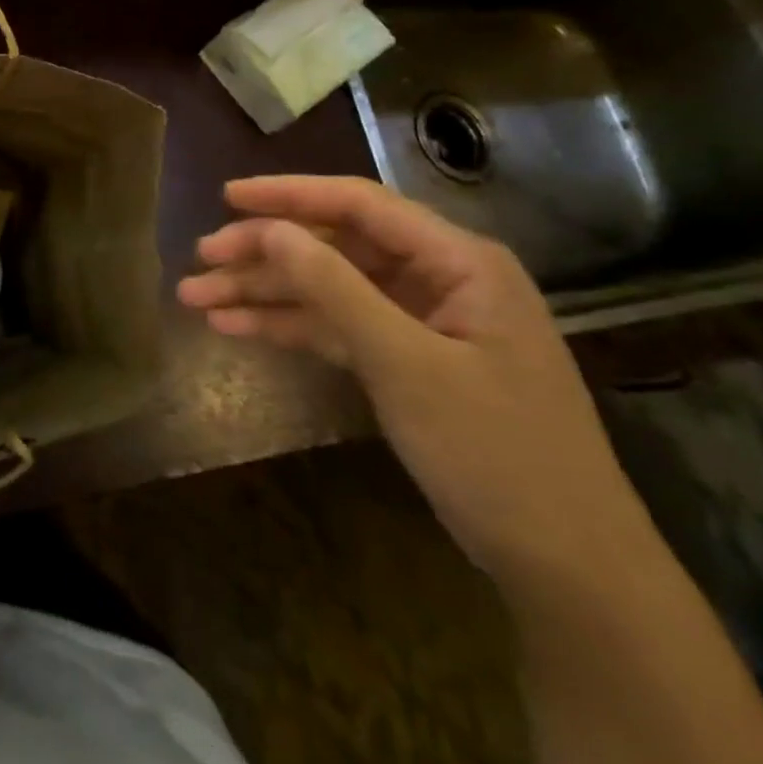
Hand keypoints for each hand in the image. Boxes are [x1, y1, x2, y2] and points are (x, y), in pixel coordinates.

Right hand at [177, 176, 652, 588]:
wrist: (566, 568)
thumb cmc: (495, 453)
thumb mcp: (405, 364)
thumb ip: (336, 289)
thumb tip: (272, 229)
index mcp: (458, 260)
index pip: (360, 205)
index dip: (289, 195)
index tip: (227, 198)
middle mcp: (439, 277)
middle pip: (335, 246)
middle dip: (266, 252)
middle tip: (202, 259)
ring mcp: (422, 320)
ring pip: (328, 288)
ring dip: (265, 292)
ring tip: (196, 298)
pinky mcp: (406, 359)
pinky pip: (338, 327)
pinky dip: (290, 326)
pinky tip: (235, 327)